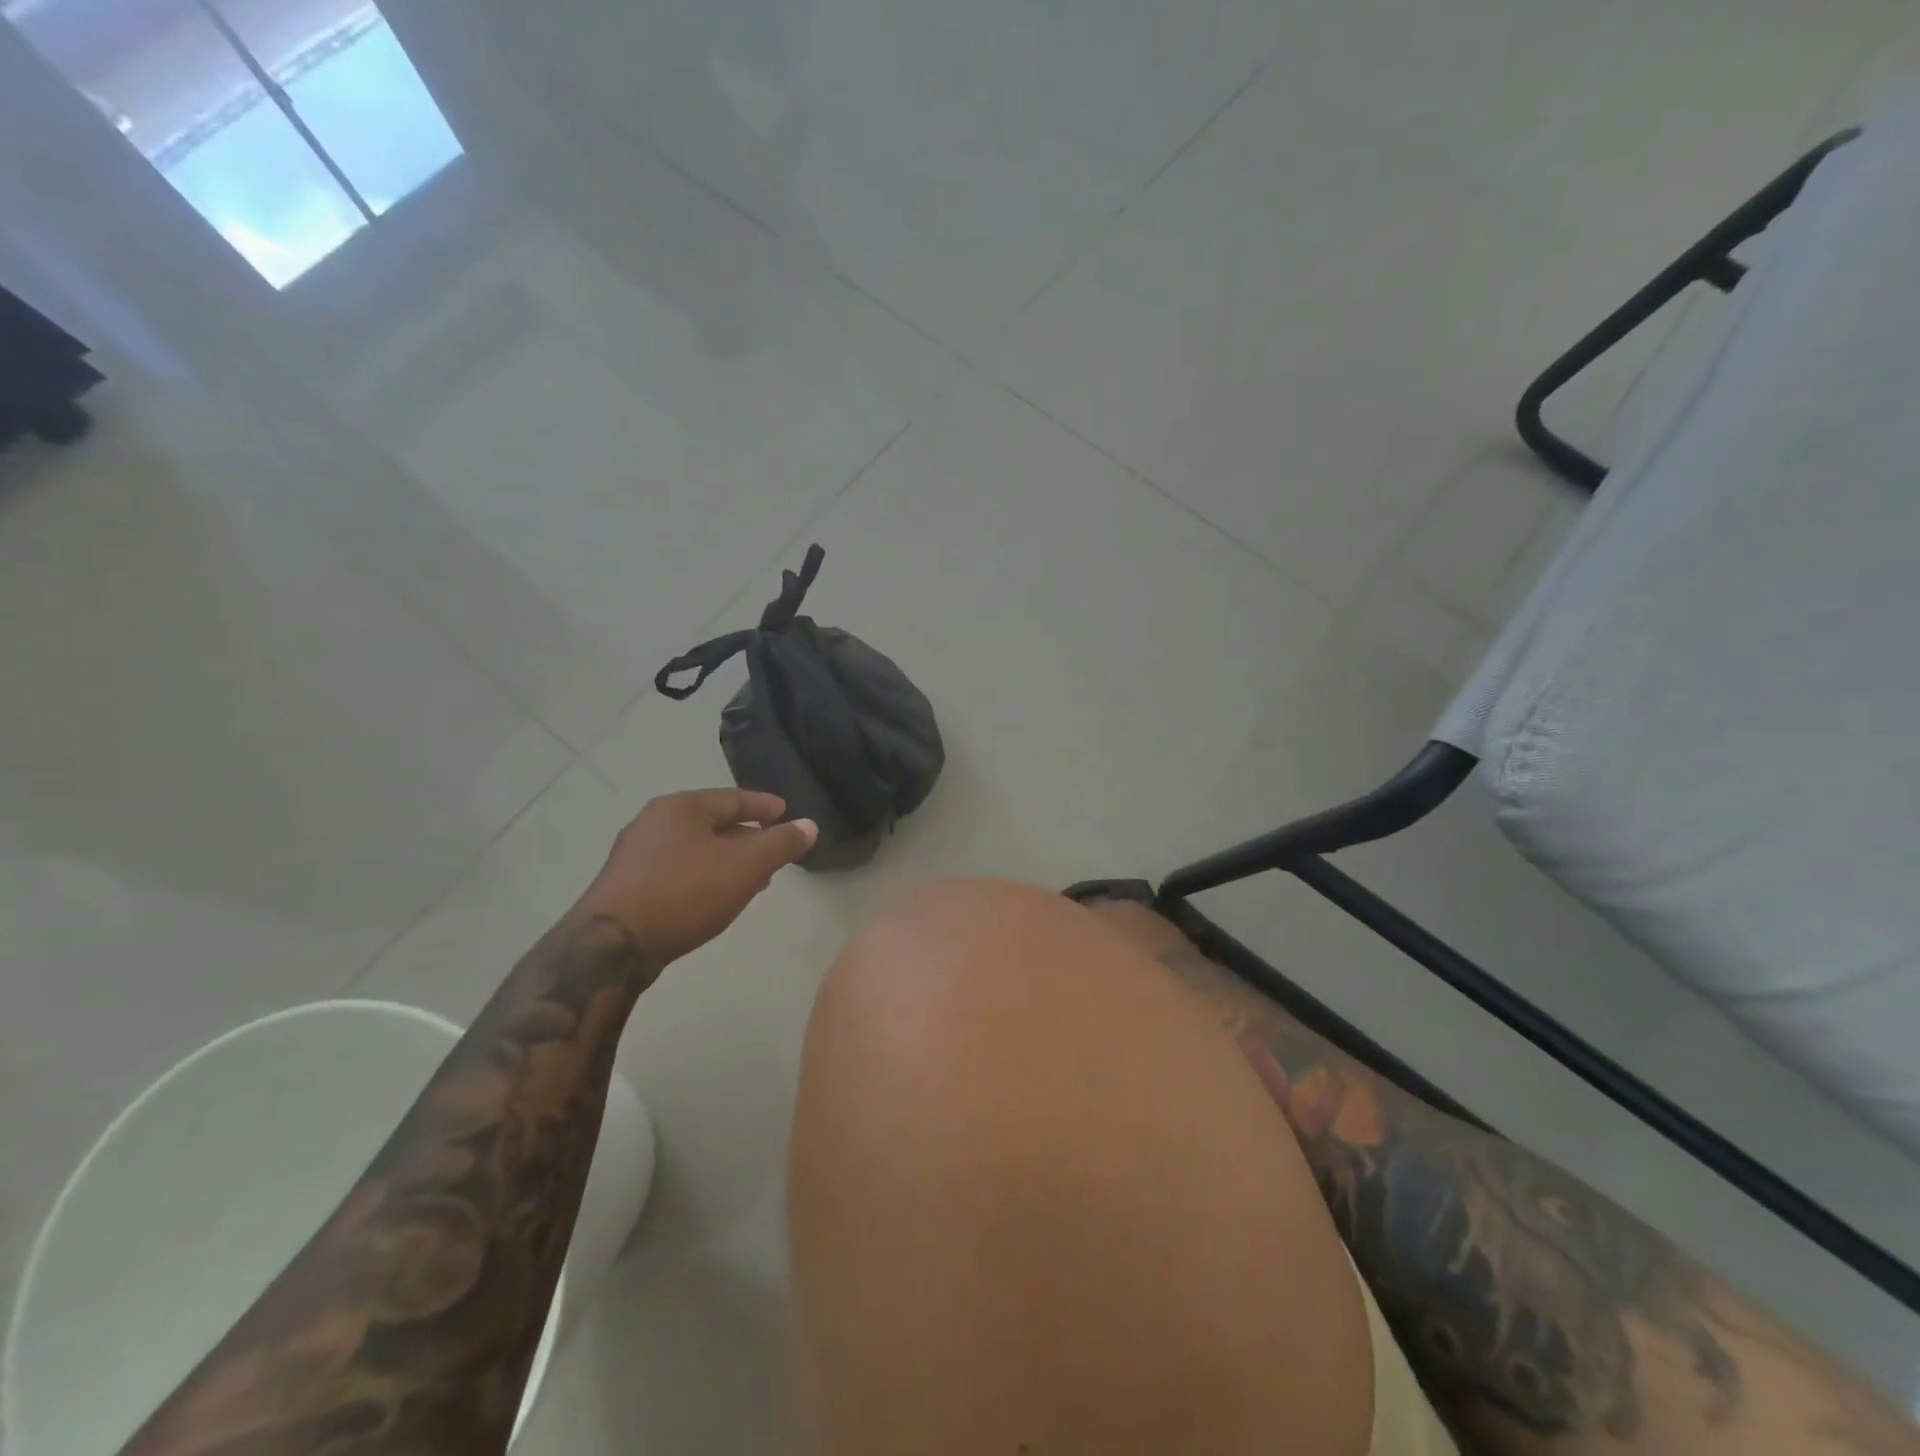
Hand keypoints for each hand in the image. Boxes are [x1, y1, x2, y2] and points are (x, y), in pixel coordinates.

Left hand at [575, 788, 817, 967]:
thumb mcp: (745, 866)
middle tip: (773, 849)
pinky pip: (677, 870)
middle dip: (746, 836)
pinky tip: (714, 897)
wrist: (610, 947)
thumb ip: (781, 843)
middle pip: (712, 822)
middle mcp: (653, 822)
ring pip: (694, 848)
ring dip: (725, 859)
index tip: (785, 812)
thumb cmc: (684, 894)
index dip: (764, 806)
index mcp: (681, 807)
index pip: (734, 798)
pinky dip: (703, 875)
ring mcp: (635, 855)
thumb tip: (809, 824)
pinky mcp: (626, 886)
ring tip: (751, 878)